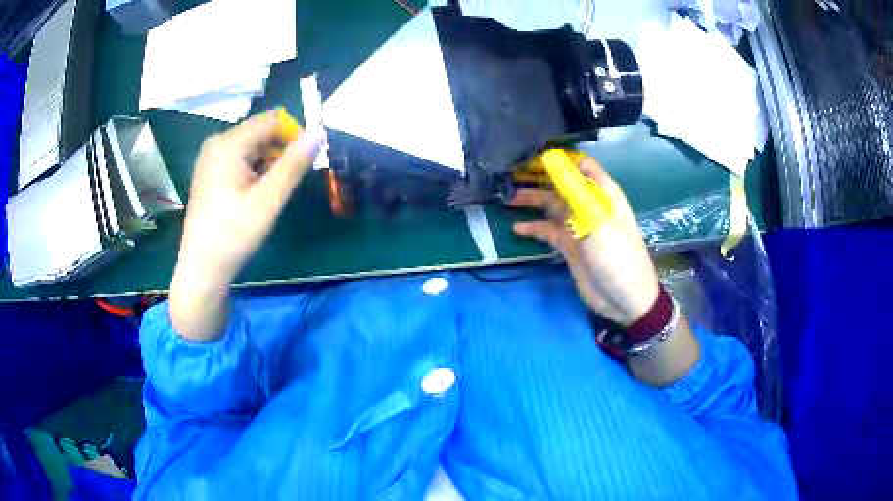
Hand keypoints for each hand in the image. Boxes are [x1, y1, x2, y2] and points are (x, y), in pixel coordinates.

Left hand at [169, 111, 324, 340]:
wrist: (202, 268)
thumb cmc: (234, 234)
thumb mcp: (269, 200)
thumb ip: (294, 164)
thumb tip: (319, 132)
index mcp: (228, 143)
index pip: (272, 120)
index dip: (294, 135)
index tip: (305, 162)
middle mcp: (217, 142)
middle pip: (261, 131)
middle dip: (280, 150)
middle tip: (287, 183)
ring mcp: (210, 156)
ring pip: (251, 145)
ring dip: (268, 161)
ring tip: (270, 193)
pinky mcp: (209, 170)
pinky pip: (240, 157)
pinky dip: (254, 169)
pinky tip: (254, 194)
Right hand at [511, 156, 659, 325]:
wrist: (625, 300)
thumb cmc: (617, 256)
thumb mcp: (597, 221)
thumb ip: (574, 189)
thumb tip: (551, 158)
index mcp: (602, 192)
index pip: (579, 164)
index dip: (558, 158)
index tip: (530, 155)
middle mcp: (588, 203)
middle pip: (560, 183)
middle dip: (538, 177)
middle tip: (508, 175)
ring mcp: (578, 224)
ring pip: (551, 205)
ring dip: (531, 201)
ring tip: (506, 199)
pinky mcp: (569, 244)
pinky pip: (547, 230)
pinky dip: (533, 227)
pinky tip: (516, 228)